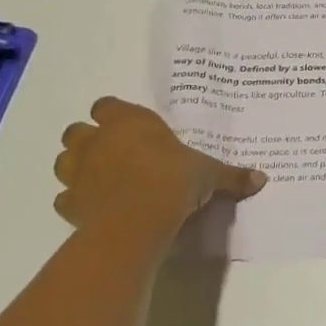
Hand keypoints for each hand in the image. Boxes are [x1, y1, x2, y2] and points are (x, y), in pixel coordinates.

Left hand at [52, 97, 265, 251]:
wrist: (137, 220)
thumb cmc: (174, 180)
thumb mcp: (209, 175)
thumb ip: (231, 175)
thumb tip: (262, 178)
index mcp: (129, 122)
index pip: (107, 105)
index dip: (115, 115)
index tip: (133, 128)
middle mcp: (98, 141)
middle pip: (77, 130)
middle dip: (90, 140)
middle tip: (116, 153)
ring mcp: (78, 173)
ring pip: (63, 161)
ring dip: (78, 167)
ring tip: (102, 179)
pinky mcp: (69, 205)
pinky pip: (65, 199)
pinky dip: (75, 201)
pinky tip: (95, 209)